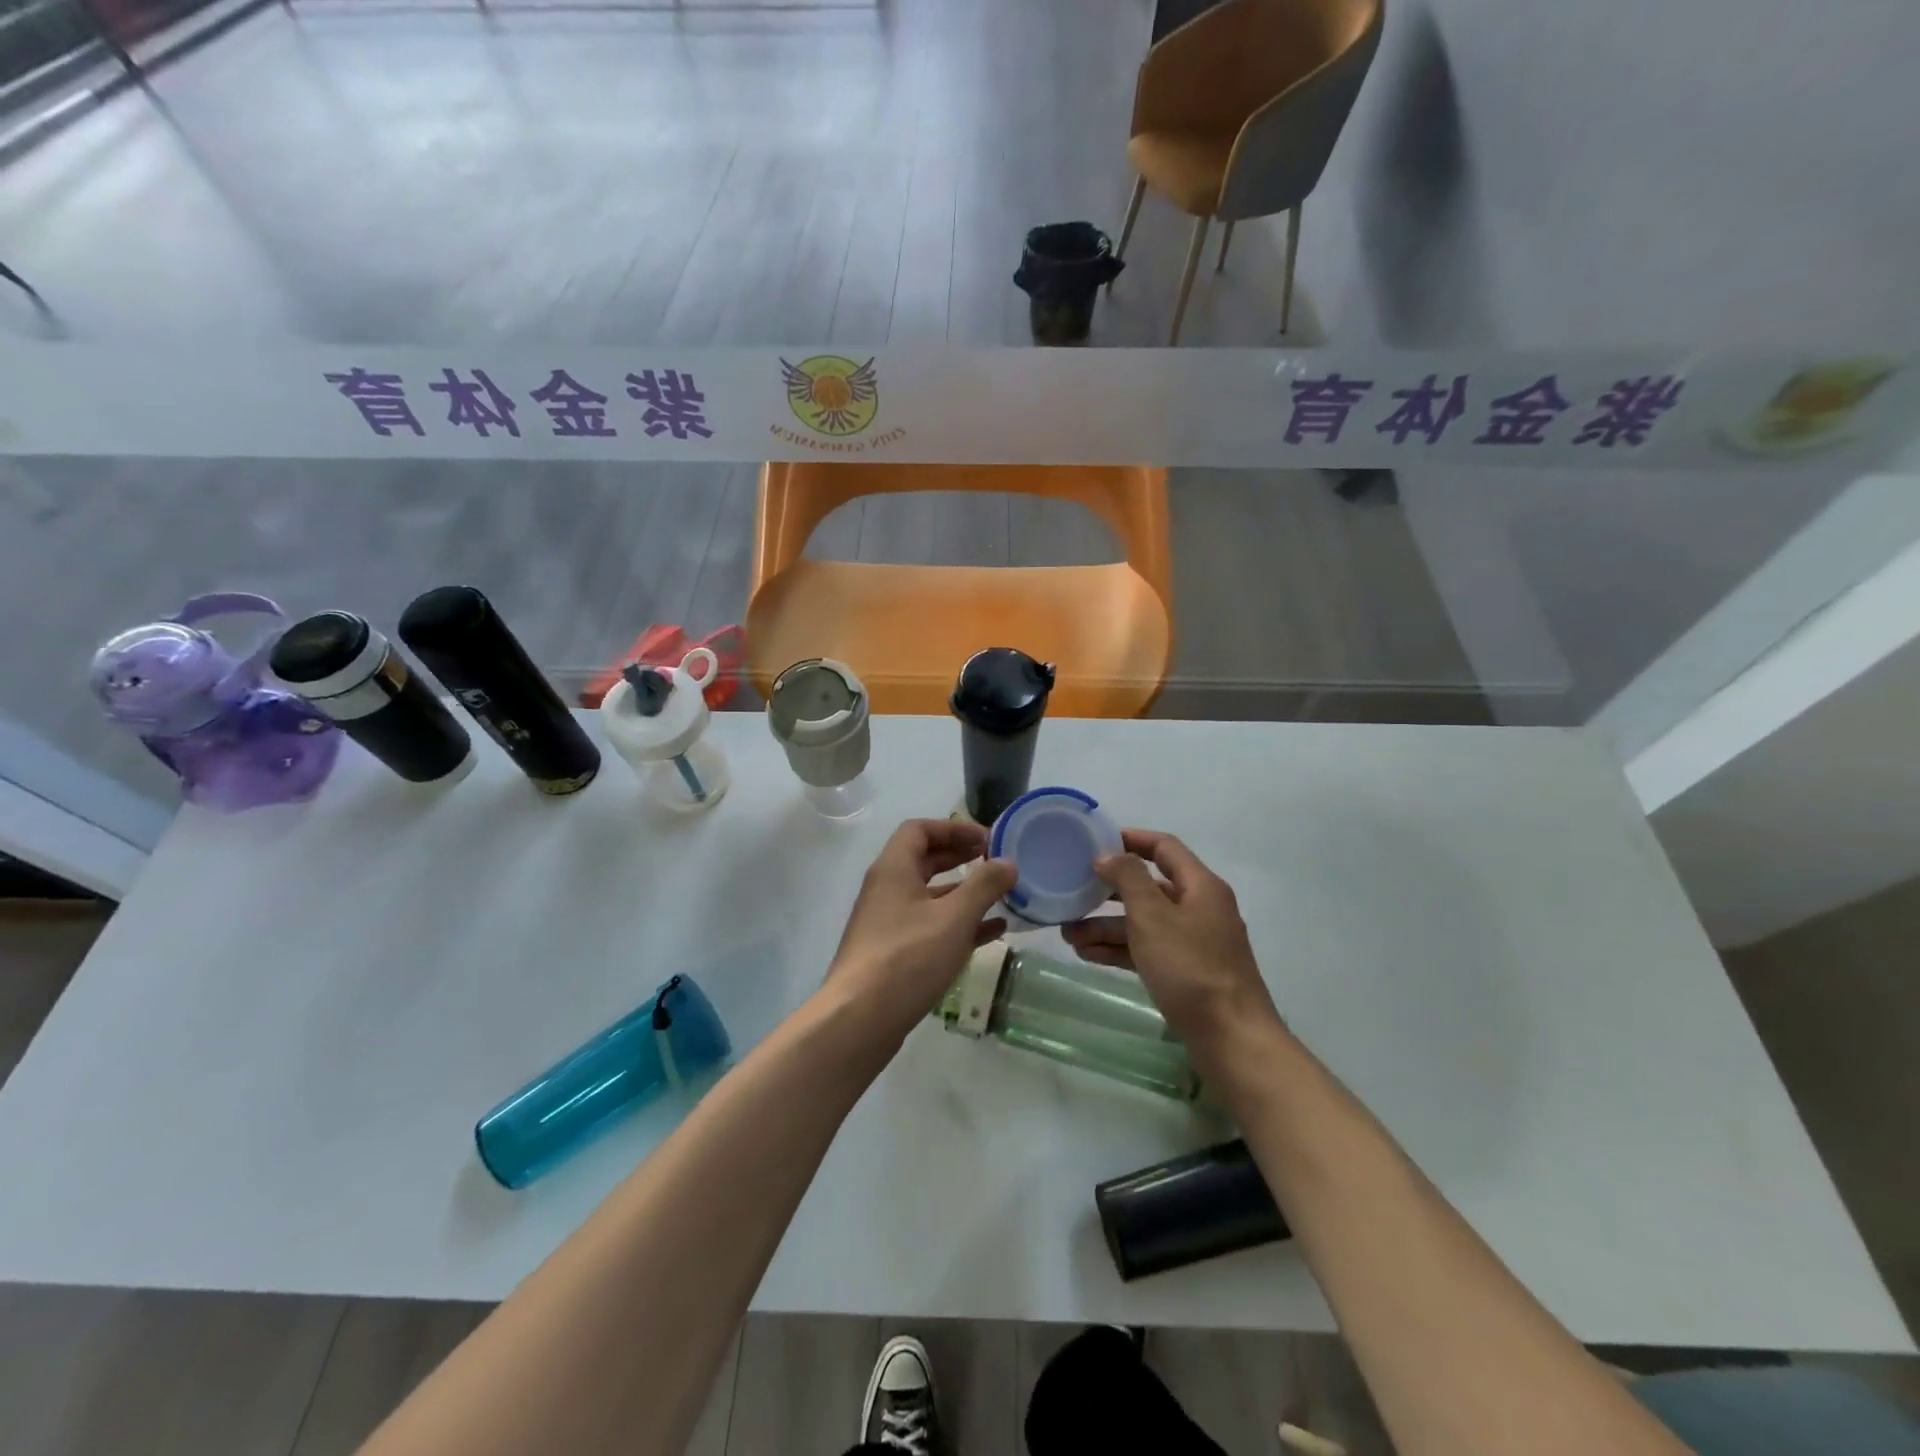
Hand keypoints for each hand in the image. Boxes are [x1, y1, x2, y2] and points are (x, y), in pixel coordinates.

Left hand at [824, 819, 1017, 1048]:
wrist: (860, 1019)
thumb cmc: (908, 957)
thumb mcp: (954, 917)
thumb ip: (984, 885)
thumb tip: (1008, 862)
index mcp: (894, 869)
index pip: (919, 829)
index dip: (953, 828)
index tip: (986, 839)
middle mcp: (887, 890)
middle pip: (925, 860)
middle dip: (961, 857)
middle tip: (995, 862)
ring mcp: (889, 923)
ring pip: (931, 897)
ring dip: (964, 893)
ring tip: (1001, 896)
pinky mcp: (895, 953)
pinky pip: (931, 927)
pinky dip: (959, 924)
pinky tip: (992, 933)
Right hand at [1061, 828, 1281, 1051]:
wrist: (1231, 1038)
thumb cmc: (1190, 967)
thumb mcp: (1152, 916)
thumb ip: (1128, 878)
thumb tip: (1109, 855)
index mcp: (1200, 886)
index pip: (1164, 848)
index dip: (1130, 839)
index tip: (1094, 842)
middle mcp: (1200, 908)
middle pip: (1149, 888)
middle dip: (1108, 892)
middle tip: (1072, 892)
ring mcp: (1194, 943)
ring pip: (1144, 923)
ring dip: (1107, 926)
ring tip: (1068, 934)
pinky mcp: (1187, 973)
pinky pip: (1148, 950)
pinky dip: (1120, 949)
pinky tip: (1087, 955)